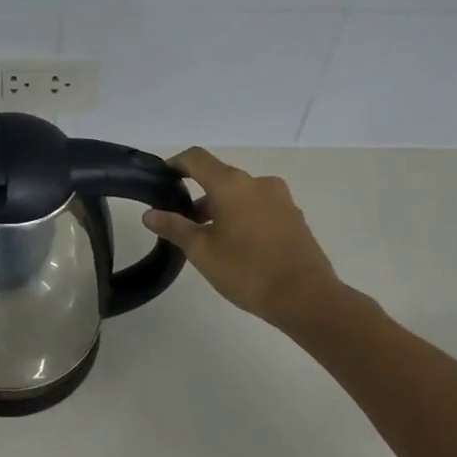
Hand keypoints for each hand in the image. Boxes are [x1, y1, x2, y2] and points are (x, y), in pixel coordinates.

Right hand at [142, 148, 361, 331]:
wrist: (306, 298)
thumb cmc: (247, 270)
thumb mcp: (201, 251)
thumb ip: (174, 227)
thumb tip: (150, 214)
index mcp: (232, 184)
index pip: (196, 158)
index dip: (176, 164)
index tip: (162, 180)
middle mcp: (258, 183)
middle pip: (219, 177)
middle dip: (198, 195)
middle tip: (181, 223)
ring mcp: (280, 199)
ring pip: (240, 194)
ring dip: (221, 208)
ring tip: (209, 240)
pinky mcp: (294, 217)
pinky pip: (260, 207)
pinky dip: (243, 217)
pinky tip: (238, 246)